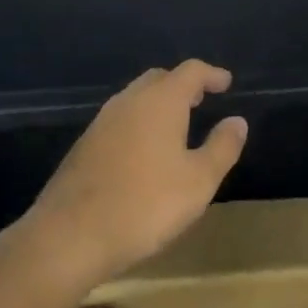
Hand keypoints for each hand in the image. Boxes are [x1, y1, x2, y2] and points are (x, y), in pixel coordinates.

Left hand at [24, 60, 247, 282]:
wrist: (71, 235)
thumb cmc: (146, 204)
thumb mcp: (199, 181)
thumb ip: (222, 147)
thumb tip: (237, 121)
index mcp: (160, 101)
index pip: (190, 72)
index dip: (211, 74)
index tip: (226, 83)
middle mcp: (128, 101)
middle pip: (159, 79)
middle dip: (182, 85)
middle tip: (202, 100)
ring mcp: (102, 122)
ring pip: (136, 98)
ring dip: (159, 103)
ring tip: (178, 124)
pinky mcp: (85, 145)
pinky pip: (120, 120)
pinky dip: (140, 122)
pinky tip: (146, 150)